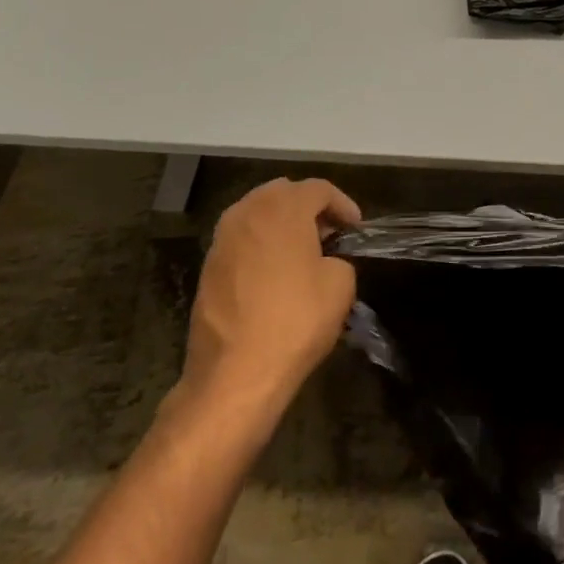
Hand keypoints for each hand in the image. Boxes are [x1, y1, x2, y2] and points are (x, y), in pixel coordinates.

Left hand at [182, 178, 360, 411]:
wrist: (235, 375)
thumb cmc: (295, 320)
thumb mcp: (340, 285)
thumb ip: (339, 258)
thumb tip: (326, 261)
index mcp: (282, 208)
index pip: (319, 189)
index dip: (343, 204)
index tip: (355, 229)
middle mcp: (247, 212)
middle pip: (283, 193)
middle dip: (309, 208)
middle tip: (329, 235)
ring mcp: (222, 239)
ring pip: (258, 214)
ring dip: (282, 225)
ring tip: (303, 253)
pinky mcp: (208, 267)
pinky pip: (242, 240)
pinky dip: (262, 245)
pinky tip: (276, 274)